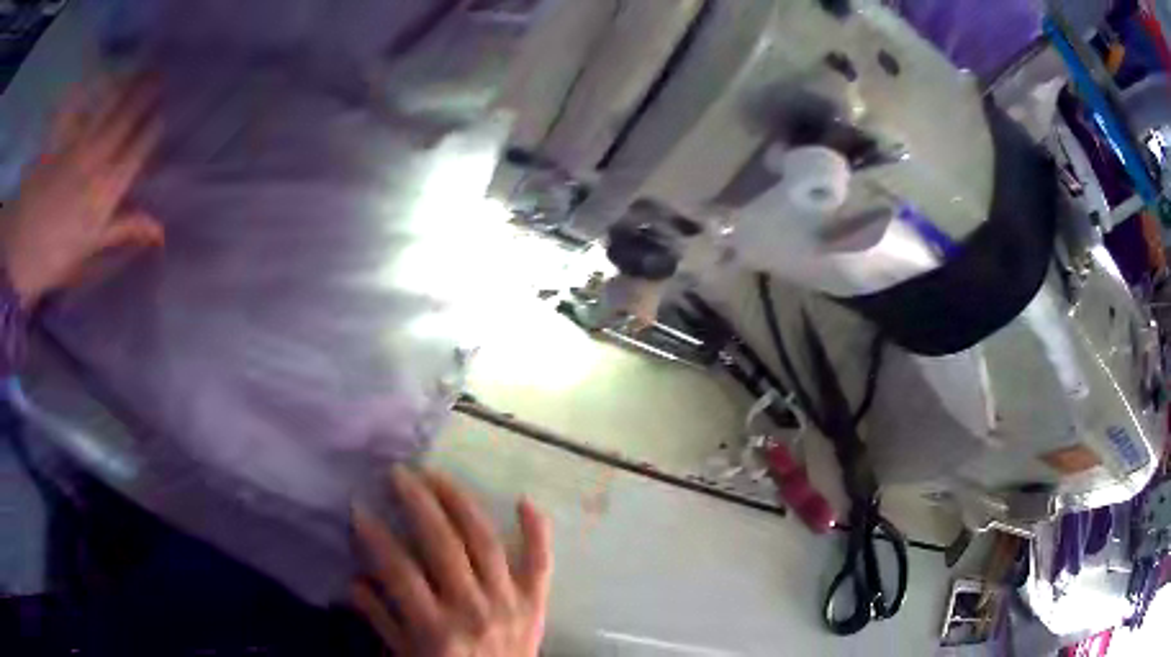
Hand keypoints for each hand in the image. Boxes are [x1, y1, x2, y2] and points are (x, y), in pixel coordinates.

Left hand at [0, 74, 163, 308]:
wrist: (23, 248)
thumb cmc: (56, 254)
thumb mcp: (90, 250)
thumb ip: (122, 229)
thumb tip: (160, 228)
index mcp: (106, 193)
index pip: (138, 149)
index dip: (153, 128)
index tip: (164, 113)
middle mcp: (96, 163)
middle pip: (126, 120)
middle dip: (144, 96)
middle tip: (160, 78)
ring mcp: (79, 147)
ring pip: (108, 108)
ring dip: (127, 87)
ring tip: (140, 72)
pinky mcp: (64, 140)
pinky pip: (87, 110)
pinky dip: (99, 94)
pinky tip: (109, 83)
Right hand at [352, 467, 552, 656]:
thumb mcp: (407, 655)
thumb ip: (382, 620)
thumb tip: (353, 582)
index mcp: (436, 628)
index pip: (399, 570)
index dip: (375, 537)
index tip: (358, 508)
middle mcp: (473, 609)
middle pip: (442, 544)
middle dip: (417, 503)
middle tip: (399, 474)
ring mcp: (509, 602)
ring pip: (484, 541)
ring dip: (459, 502)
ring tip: (437, 476)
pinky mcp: (537, 603)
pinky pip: (541, 562)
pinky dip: (536, 531)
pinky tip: (523, 500)